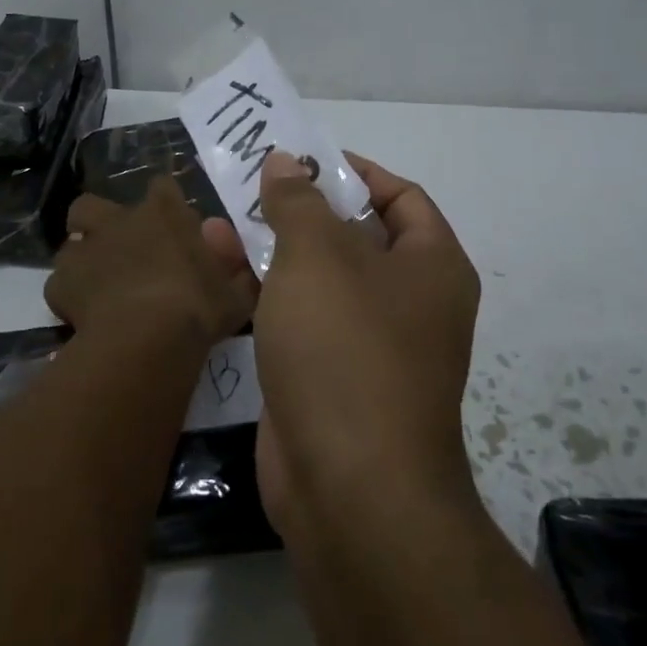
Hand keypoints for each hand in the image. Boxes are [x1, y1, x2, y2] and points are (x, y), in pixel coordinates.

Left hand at [45, 177, 256, 346]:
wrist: (147, 338)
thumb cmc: (198, 308)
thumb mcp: (235, 294)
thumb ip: (235, 274)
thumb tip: (235, 266)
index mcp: (164, 212)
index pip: (162, 187)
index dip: (164, 202)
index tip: (170, 223)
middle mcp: (119, 220)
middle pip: (93, 204)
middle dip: (99, 221)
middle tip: (115, 248)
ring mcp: (85, 249)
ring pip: (70, 242)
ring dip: (81, 258)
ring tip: (96, 284)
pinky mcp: (60, 283)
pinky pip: (59, 284)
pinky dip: (69, 295)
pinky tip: (83, 314)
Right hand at [252, 150, 481, 539]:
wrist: (348, 487)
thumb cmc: (346, 348)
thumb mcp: (319, 256)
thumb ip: (298, 202)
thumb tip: (286, 161)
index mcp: (430, 265)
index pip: (401, 196)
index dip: (354, 172)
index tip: (302, 157)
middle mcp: (406, 300)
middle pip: (351, 234)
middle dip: (299, 208)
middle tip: (249, 183)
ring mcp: (364, 342)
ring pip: (315, 276)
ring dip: (270, 246)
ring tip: (216, 217)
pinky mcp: (324, 375)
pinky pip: (294, 316)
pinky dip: (261, 289)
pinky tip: (216, 265)